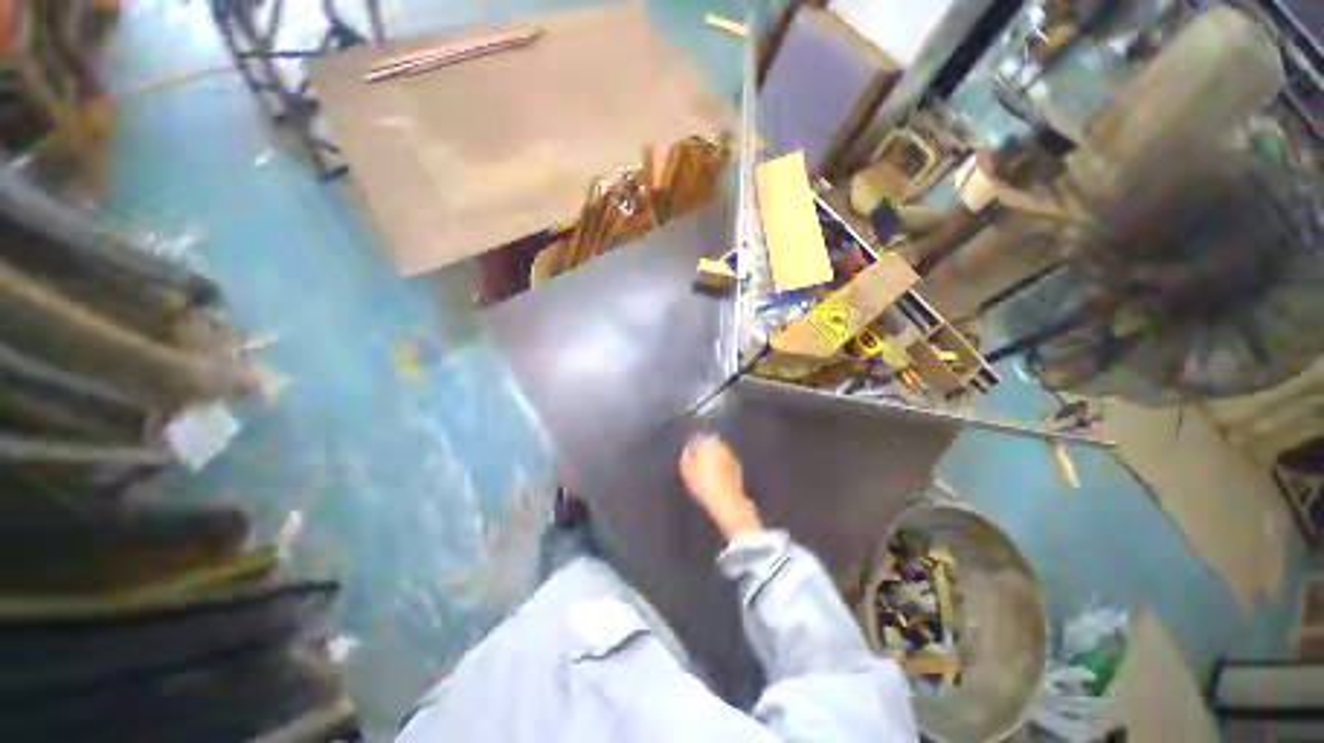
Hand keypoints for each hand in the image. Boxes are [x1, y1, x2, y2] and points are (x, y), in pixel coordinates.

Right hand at [679, 434, 762, 539]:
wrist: (727, 502)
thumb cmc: (704, 483)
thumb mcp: (687, 471)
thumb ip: (686, 457)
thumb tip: (687, 451)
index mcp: (711, 443)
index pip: (700, 438)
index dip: (693, 445)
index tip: (689, 454)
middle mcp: (724, 446)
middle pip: (711, 444)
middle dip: (705, 450)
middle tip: (696, 462)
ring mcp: (732, 457)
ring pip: (720, 454)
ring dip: (714, 459)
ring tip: (705, 472)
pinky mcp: (738, 469)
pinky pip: (726, 464)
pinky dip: (721, 468)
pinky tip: (715, 479)